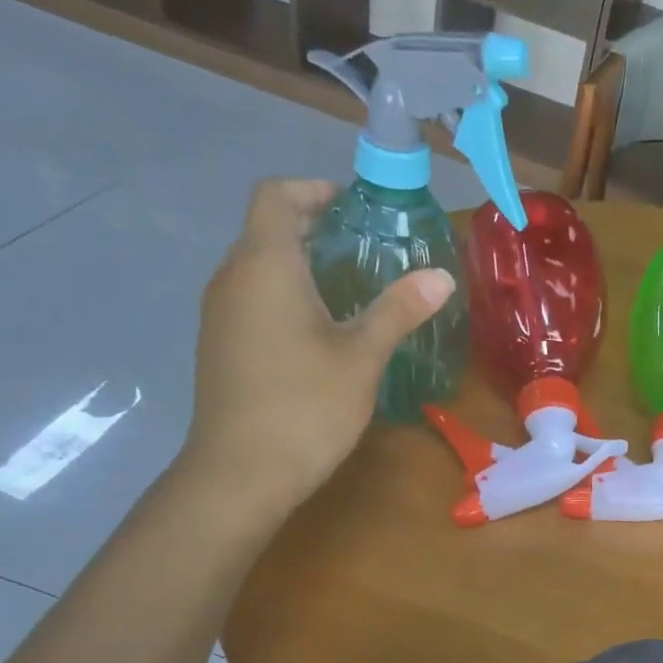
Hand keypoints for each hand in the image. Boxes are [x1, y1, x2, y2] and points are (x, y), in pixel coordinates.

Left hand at [181, 180, 452, 516]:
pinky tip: (320, 332)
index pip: (276, 196)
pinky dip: (286, 296)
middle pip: (266, 229)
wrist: (241, 473)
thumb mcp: (362, 356)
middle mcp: (233, 279)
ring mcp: (221, 315)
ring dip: (300, 264)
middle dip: (314, 228)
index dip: (313, 190)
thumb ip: (398, 310)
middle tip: (366, 248)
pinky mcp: (221, 346)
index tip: (354, 207)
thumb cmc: (305, 405)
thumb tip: (442, 277)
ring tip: (350, 289)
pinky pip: (253, 299)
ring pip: (258, 267)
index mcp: (265, 267)